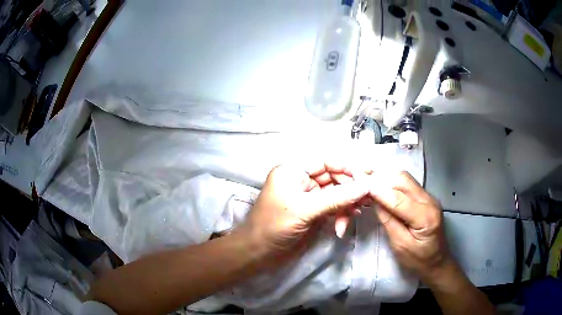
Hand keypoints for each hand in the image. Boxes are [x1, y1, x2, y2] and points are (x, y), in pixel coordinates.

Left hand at [238, 163, 369, 266]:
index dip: (347, 168)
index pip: (326, 162)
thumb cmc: (274, 226)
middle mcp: (301, 180)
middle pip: (333, 178)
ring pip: (335, 194)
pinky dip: (340, 215)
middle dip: (350, 189)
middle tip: (367, 199)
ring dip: (347, 205)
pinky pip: (332, 207)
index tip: (367, 178)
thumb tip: (366, 186)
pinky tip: (344, 225)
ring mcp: (308, 197)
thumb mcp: (305, 210)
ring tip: (358, 213)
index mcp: (293, 171)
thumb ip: (336, 198)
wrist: (258, 253)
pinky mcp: (312, 211)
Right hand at [368, 171, 451, 283]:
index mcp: (426, 217)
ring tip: (370, 184)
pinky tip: (382, 189)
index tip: (361, 185)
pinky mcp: (427, 198)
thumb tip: (375, 200)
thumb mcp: (400, 245)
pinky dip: (393, 184)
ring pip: (406, 179)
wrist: (437, 261)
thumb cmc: (418, 260)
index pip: (399, 199)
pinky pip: (408, 185)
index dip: (380, 191)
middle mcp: (430, 201)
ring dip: (387, 180)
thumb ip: (389, 221)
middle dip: (382, 179)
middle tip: (363, 181)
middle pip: (404, 180)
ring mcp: (430, 197)